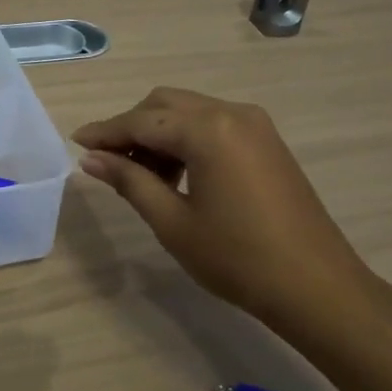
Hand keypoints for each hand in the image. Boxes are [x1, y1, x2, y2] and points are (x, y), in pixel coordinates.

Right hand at [73, 87, 391, 338]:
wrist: (316, 286)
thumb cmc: (237, 258)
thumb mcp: (173, 222)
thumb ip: (130, 181)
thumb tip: (91, 159)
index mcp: (208, 129)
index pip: (142, 121)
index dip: (105, 131)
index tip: (75, 142)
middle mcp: (232, 112)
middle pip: (165, 104)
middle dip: (132, 127)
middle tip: (107, 162)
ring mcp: (255, 124)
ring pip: (190, 112)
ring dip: (159, 133)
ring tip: (140, 175)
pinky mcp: (267, 140)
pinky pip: (214, 125)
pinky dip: (187, 139)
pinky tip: (176, 174)